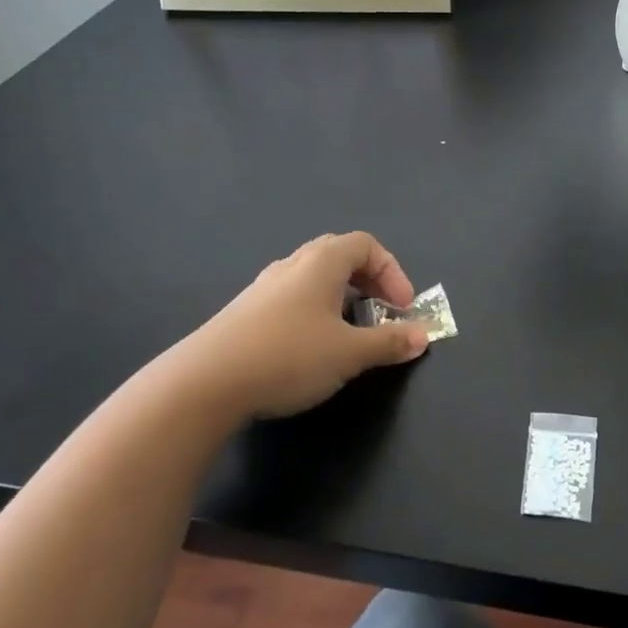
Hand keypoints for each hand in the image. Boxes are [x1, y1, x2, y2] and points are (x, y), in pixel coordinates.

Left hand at [157, 232, 428, 421]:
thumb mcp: (350, 353)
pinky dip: (314, 310)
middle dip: (369, 280)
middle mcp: (293, 264)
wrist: (204, 383)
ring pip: (313, 277)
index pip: (366, 245)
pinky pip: (292, 297)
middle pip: (339, 255)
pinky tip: (310, 346)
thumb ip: (389, 342)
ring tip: (349, 331)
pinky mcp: (245, 312)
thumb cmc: (289, 356)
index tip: (402, 307)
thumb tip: (423, 335)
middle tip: (382, 311)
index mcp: (322, 262)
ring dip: (341, 296)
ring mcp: (264, 287)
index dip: (392, 272)